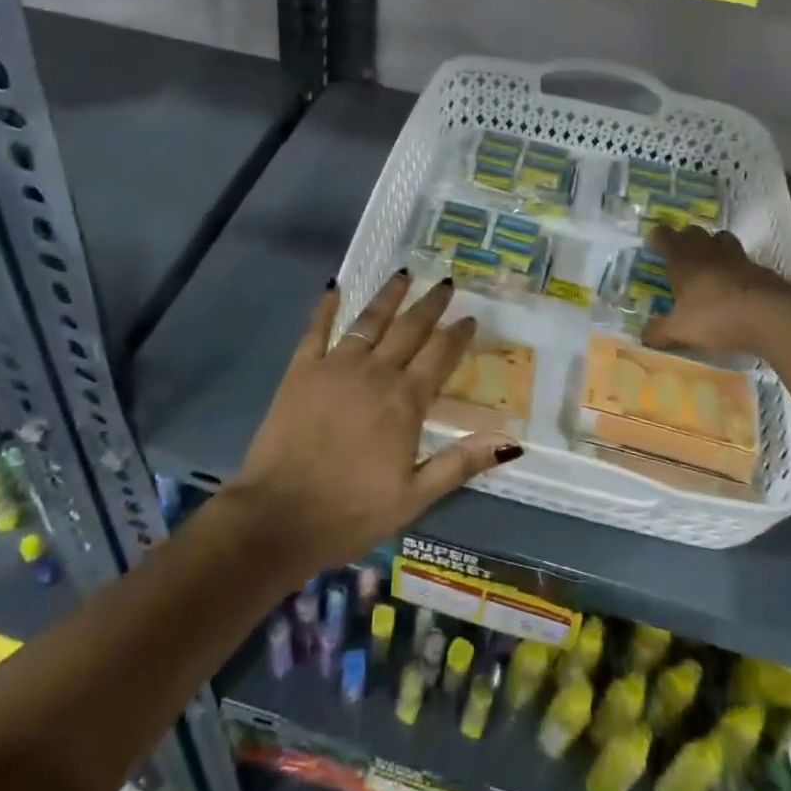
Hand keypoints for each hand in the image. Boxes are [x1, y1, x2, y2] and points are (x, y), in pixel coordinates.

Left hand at [221, 272, 523, 579]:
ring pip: (369, 320)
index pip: (440, 356)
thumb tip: (511, 440)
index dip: (458, 334)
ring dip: (389, 295)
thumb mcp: (415, 496)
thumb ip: (461, 461)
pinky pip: (316, 329)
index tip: (470, 317)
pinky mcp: (301, 370)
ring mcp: (335, 366)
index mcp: (405, 401)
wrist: (279, 517)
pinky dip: (326, 306)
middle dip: (430, 304)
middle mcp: (375, 372)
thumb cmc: (351, 512)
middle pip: (409, 328)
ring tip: (403, 273)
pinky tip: (334, 286)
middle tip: (445, 282)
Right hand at [642, 223, 790, 355]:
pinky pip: (745, 261)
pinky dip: (738, 268)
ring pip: (722, 239)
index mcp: (683, 260)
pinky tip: (737, 286)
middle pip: (694, 231)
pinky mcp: (762, 270)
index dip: (657, 238)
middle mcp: (708, 252)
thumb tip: (643, 336)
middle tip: (680, 254)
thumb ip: (659, 332)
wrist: (772, 318)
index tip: (652, 245)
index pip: (664, 236)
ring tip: (710, 263)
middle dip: (685, 238)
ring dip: (714, 246)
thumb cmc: (716, 317)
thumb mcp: (680, 330)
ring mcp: (738, 258)